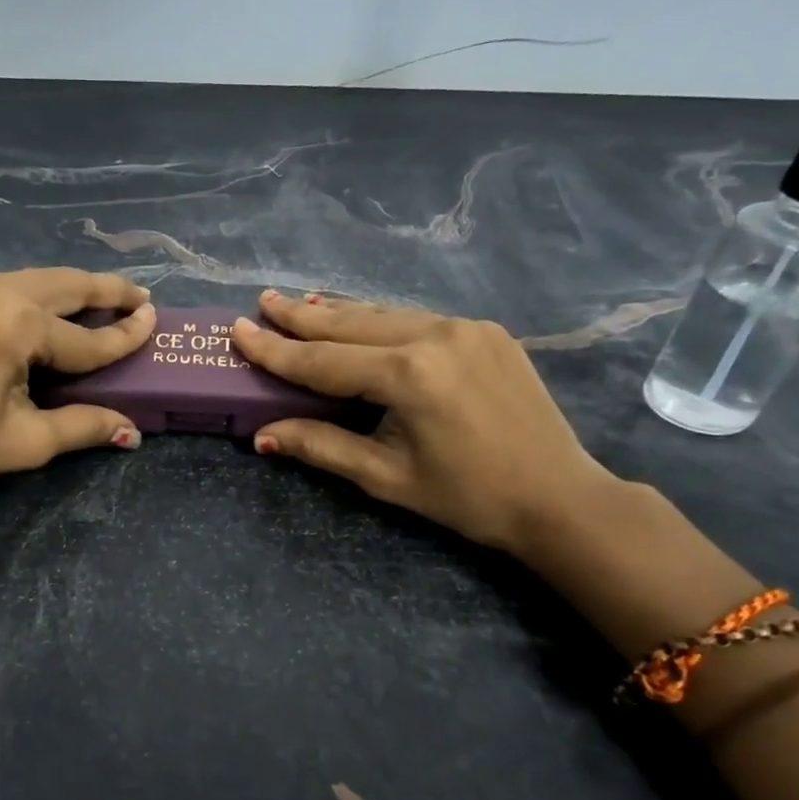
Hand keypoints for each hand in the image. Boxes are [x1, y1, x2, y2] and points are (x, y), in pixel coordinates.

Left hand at [0, 268, 154, 508]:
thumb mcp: (24, 440)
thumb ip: (82, 426)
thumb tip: (131, 432)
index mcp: (18, 324)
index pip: (88, 337)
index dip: (126, 337)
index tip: (157, 323)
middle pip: (68, 286)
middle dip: (108, 292)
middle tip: (142, 298)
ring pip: (41, 280)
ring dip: (76, 290)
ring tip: (108, 301)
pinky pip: (14, 287)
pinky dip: (44, 296)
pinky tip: (57, 312)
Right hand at [231, 291, 620, 554]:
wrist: (560, 497)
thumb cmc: (468, 497)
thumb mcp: (387, 477)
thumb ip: (323, 447)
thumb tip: (262, 436)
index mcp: (409, 376)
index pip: (323, 361)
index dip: (275, 349)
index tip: (238, 330)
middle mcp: (435, 336)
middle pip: (351, 323)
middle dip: (302, 315)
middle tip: (263, 302)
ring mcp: (465, 327)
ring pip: (385, 314)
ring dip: (339, 314)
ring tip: (301, 305)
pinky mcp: (486, 331)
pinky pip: (417, 320)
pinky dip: (380, 322)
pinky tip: (361, 322)